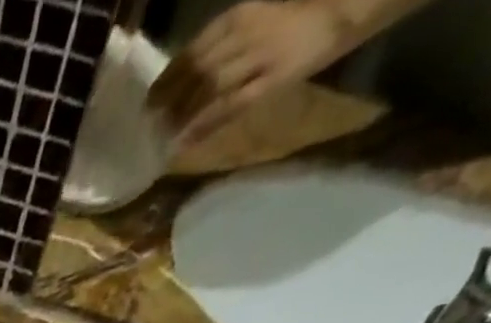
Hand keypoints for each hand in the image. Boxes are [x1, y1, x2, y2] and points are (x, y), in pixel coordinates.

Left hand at [148, 1, 352, 146]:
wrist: (340, 11)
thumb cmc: (288, 23)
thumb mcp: (250, 25)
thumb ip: (220, 49)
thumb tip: (183, 82)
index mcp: (237, 17)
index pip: (192, 51)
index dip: (167, 78)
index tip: (150, 100)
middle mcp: (245, 34)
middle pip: (197, 71)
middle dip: (170, 100)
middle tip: (150, 123)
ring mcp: (259, 58)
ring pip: (210, 89)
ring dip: (184, 115)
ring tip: (164, 135)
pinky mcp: (272, 80)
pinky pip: (231, 107)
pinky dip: (206, 125)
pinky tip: (188, 141)